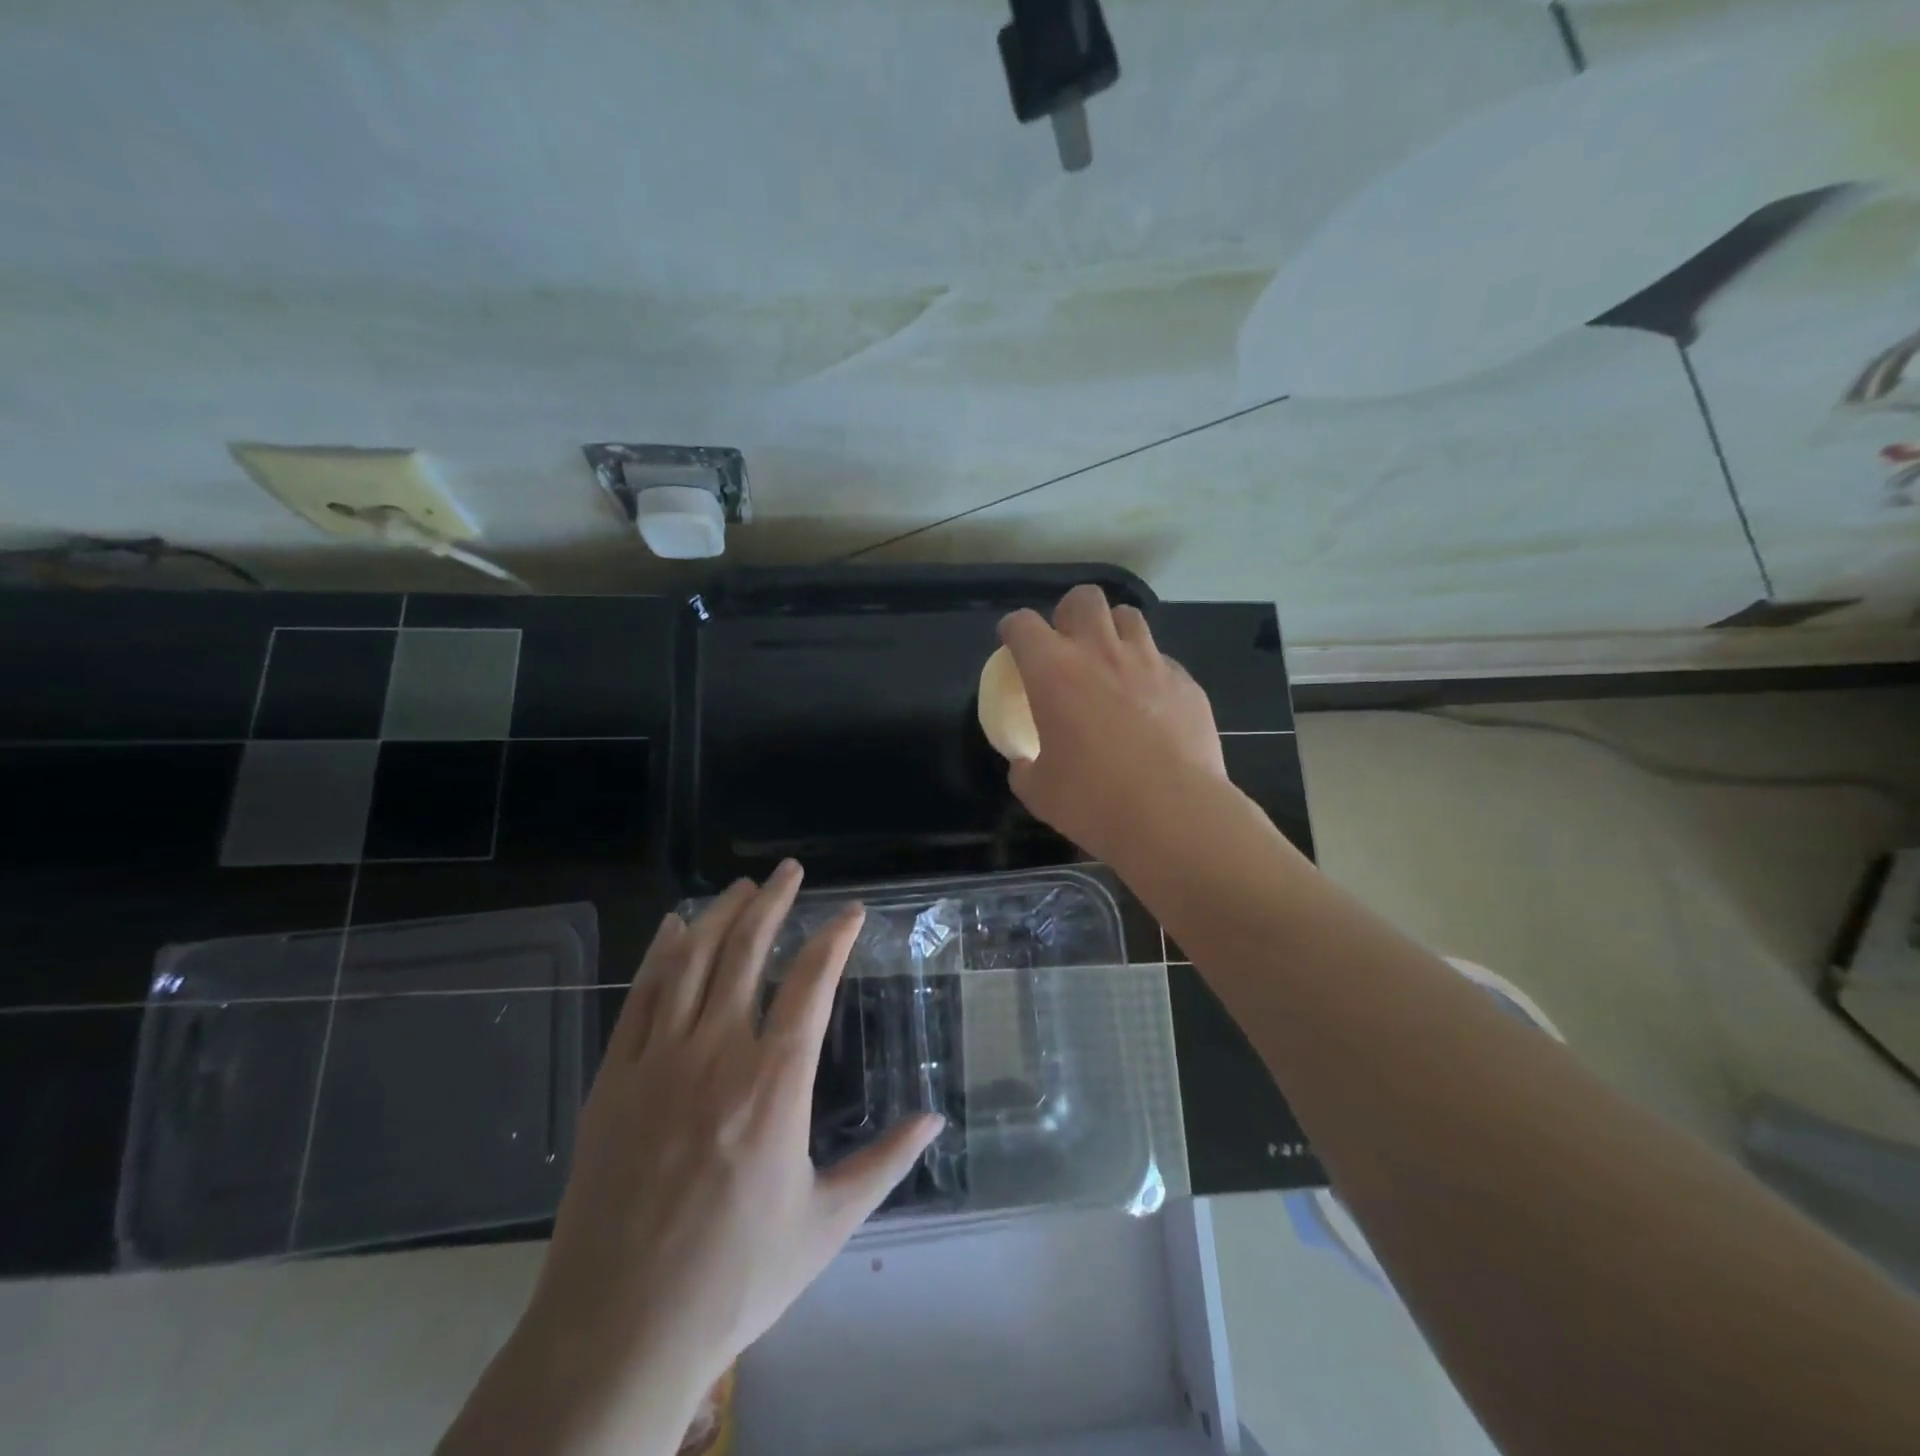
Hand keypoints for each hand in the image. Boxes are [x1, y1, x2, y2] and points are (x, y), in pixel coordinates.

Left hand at [451, 863, 940, 1455]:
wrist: (619, 1332)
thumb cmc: (737, 1278)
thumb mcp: (828, 1223)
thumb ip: (886, 1162)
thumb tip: (936, 1119)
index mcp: (775, 1083)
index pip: (812, 982)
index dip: (834, 937)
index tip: (851, 912)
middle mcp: (717, 1054)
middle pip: (747, 952)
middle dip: (772, 902)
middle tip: (788, 869)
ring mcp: (658, 1062)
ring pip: (692, 963)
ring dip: (720, 916)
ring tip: (741, 886)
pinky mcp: (614, 1081)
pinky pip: (639, 999)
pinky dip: (659, 955)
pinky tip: (673, 928)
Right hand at [999, 584, 1226, 859]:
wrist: (1173, 814)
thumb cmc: (1093, 800)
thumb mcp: (1038, 791)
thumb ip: (1025, 767)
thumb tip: (1026, 763)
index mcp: (1054, 671)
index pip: (1022, 624)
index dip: (1013, 629)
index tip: (1012, 643)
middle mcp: (1101, 653)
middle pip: (1084, 598)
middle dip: (1069, 613)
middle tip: (1067, 644)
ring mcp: (1150, 662)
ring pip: (1129, 617)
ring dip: (1113, 630)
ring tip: (1110, 660)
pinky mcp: (1186, 682)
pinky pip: (1163, 659)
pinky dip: (1149, 670)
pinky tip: (1150, 702)